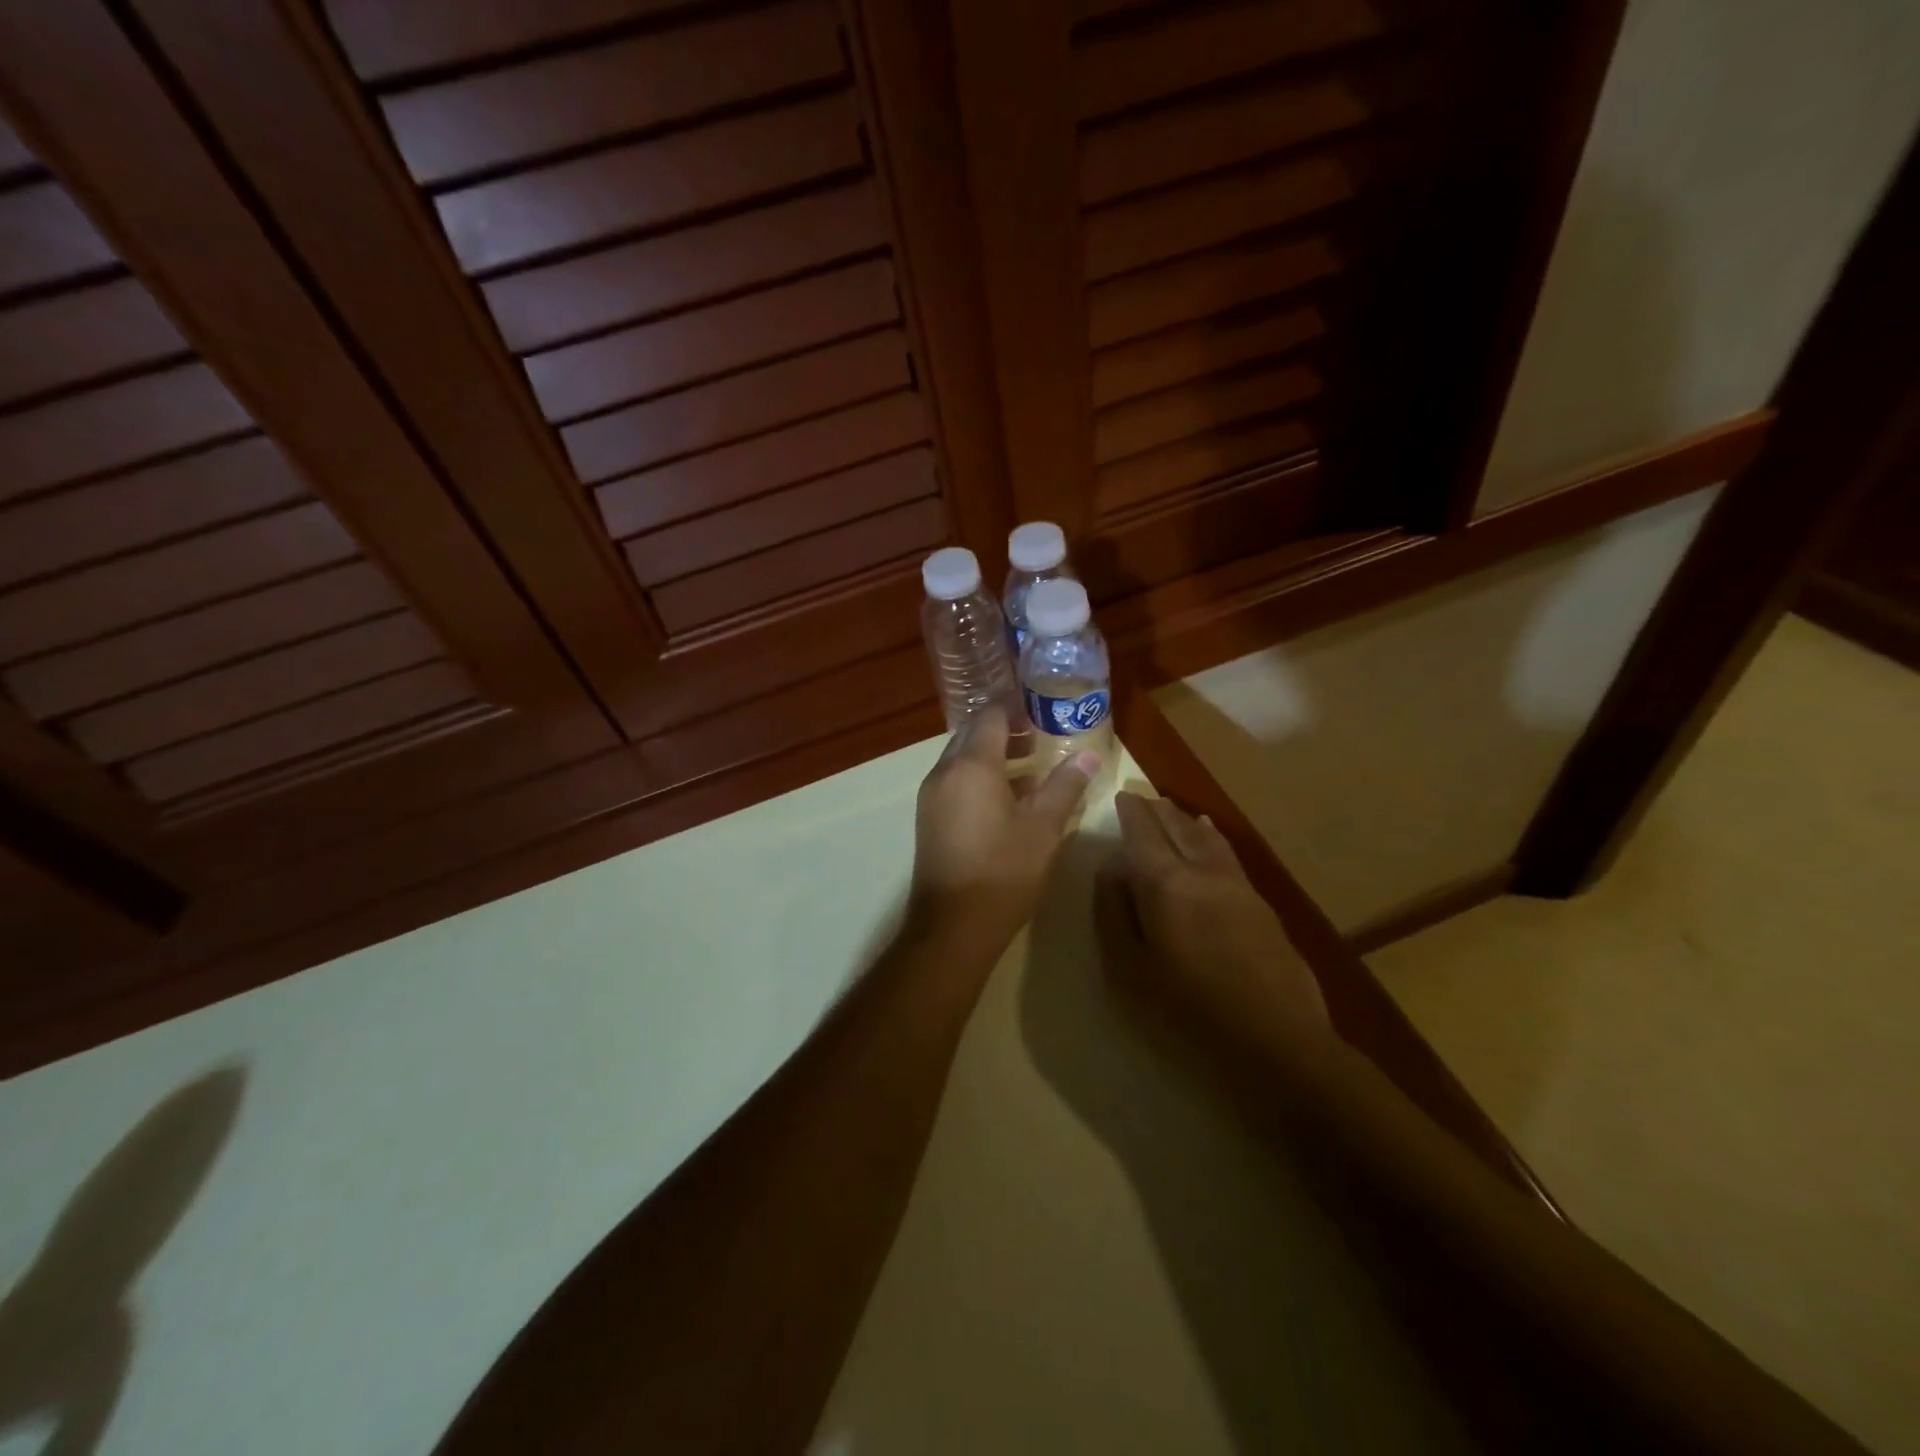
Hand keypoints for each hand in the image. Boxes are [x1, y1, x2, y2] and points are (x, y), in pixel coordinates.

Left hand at [910, 710, 1097, 952]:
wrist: (953, 926)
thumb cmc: (1003, 871)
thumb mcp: (1044, 827)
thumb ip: (1066, 785)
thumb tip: (1090, 756)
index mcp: (971, 765)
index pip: (990, 715)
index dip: (1016, 707)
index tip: (1043, 709)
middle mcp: (944, 772)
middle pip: (972, 734)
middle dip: (1005, 730)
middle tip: (1041, 737)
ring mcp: (931, 796)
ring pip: (961, 759)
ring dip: (992, 755)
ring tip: (1031, 767)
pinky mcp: (928, 818)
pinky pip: (954, 781)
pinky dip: (978, 777)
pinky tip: (1007, 799)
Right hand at [1096, 791, 1332, 1068]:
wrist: (1277, 1042)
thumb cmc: (1189, 1011)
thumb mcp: (1129, 969)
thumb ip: (1113, 912)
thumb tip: (1110, 868)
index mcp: (1166, 884)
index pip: (1144, 832)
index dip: (1130, 811)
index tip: (1120, 795)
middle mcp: (1202, 871)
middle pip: (1176, 826)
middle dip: (1156, 809)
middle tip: (1139, 798)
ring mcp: (1237, 884)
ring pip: (1206, 836)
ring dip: (1184, 818)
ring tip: (1169, 808)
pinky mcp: (1260, 903)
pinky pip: (1228, 852)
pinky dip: (1211, 835)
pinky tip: (1210, 832)